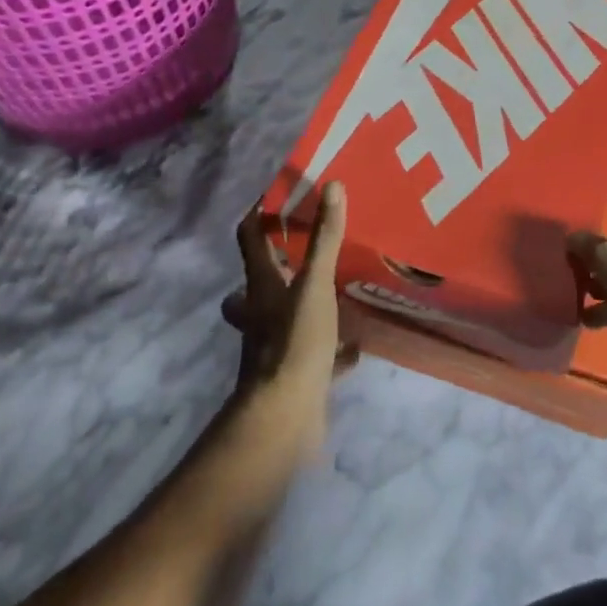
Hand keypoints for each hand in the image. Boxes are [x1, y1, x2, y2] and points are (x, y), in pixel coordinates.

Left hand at [222, 183, 357, 462]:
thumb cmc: (294, 342)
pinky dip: (333, 348)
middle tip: (304, 249)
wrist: (284, 419)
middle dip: (276, 265)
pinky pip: (315, 355)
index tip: (280, 195)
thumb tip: (332, 186)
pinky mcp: (296, 375)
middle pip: (257, 283)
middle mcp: (261, 313)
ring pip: (284, 318)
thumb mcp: (314, 285)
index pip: (249, 237)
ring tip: (334, 290)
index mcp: (260, 285)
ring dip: (303, 304)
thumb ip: (324, 238)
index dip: (259, 214)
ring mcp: (277, 346)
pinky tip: (357, 345)